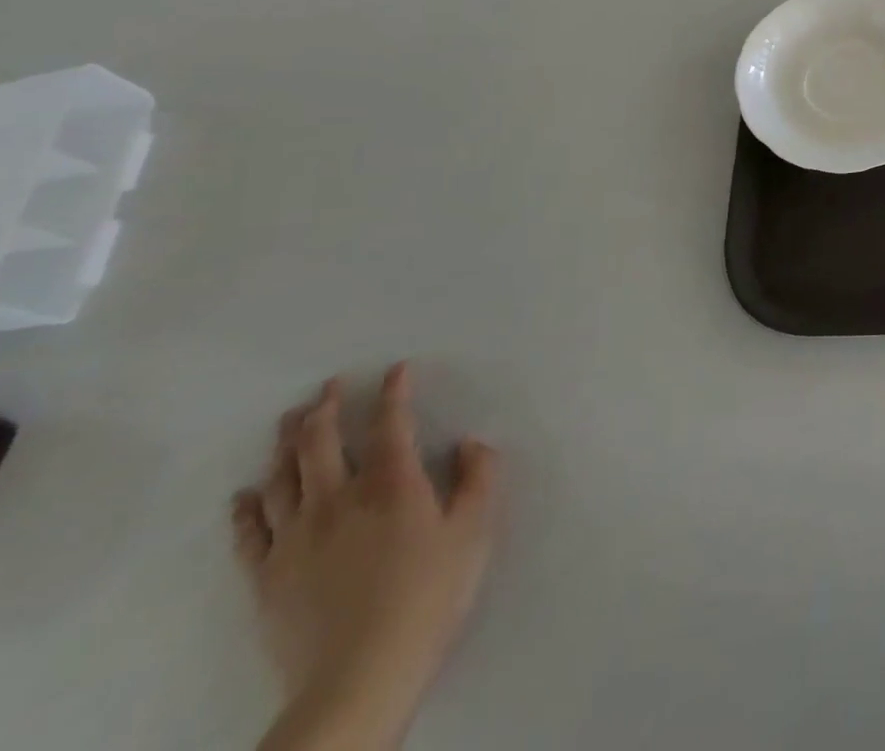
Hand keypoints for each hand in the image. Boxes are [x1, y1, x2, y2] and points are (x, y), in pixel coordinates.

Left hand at [231, 365, 499, 749]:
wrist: (359, 676)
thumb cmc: (428, 594)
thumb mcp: (475, 531)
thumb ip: (479, 478)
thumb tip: (470, 443)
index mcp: (392, 484)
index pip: (391, 424)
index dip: (393, 392)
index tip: (396, 369)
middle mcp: (338, 499)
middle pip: (320, 443)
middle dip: (323, 409)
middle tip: (327, 387)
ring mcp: (295, 538)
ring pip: (282, 478)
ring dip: (285, 445)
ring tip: (288, 421)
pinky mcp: (267, 576)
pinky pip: (249, 533)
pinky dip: (246, 507)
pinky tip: (245, 493)